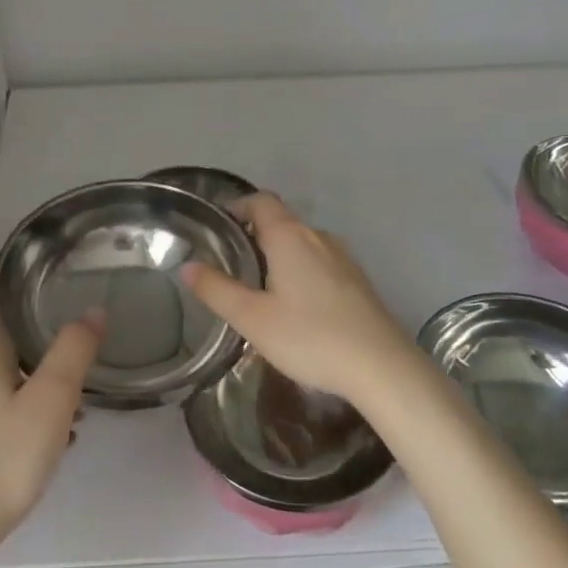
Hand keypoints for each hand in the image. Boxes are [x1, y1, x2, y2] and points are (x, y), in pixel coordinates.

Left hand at [0, 263, 101, 554]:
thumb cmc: (2, 455)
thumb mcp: (51, 399)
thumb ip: (73, 352)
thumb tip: (93, 310)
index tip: (1, 257)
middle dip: (10, 315)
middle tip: (47, 302)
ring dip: (22, 360)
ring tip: (62, 366)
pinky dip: (21, 395)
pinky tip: (50, 424)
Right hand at [181, 192, 423, 409]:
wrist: (380, 366)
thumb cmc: (310, 337)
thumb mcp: (252, 318)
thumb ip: (217, 290)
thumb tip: (187, 266)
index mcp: (289, 236)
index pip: (260, 201)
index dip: (237, 205)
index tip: (218, 223)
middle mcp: (317, 237)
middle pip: (281, 220)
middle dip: (253, 231)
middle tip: (229, 258)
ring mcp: (342, 257)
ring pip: (302, 241)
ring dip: (278, 251)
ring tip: (257, 283)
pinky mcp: (356, 280)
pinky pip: (319, 260)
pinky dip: (299, 267)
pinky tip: (294, 302)